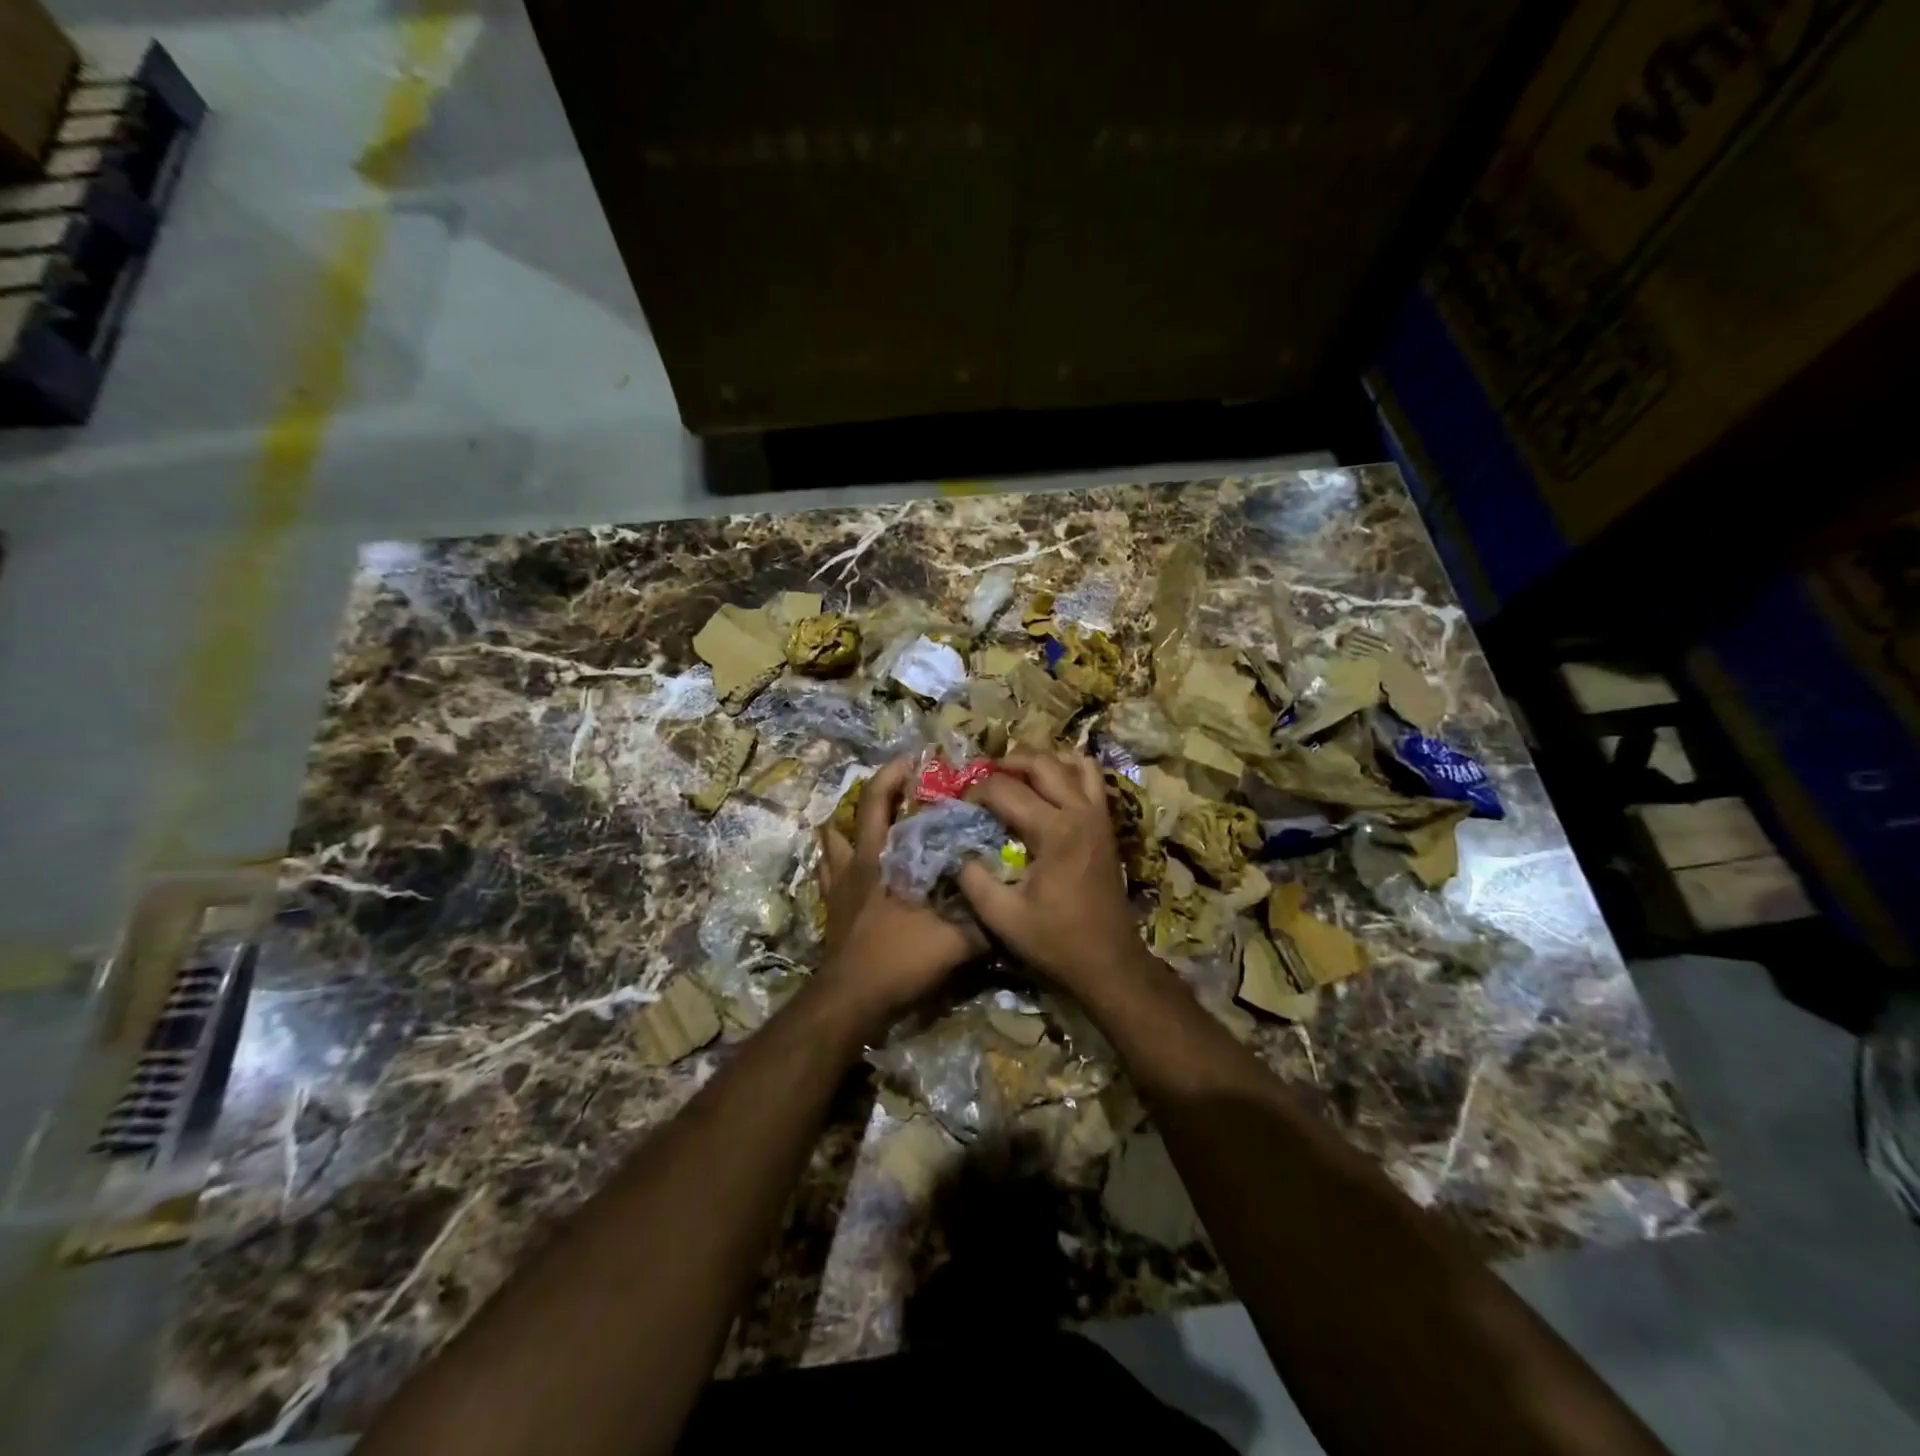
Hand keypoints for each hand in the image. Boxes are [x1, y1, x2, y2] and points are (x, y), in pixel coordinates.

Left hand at [816, 757, 984, 1033]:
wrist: (852, 999)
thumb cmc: (899, 958)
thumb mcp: (955, 942)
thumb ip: (985, 923)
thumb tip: (1014, 908)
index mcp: (883, 858)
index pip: (881, 802)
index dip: (895, 775)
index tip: (916, 760)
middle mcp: (858, 862)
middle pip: (859, 812)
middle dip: (879, 788)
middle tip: (900, 777)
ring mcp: (838, 885)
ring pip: (833, 840)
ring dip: (848, 823)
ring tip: (869, 818)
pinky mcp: (831, 908)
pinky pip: (826, 873)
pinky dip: (834, 860)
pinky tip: (846, 863)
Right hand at [958, 750, 1146, 990]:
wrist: (1109, 962)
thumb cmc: (1055, 941)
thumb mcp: (1001, 916)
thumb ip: (972, 878)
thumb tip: (956, 849)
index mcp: (1054, 831)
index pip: (1005, 789)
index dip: (976, 791)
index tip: (958, 804)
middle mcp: (1080, 811)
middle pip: (1040, 763)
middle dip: (1005, 763)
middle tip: (980, 778)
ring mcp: (1099, 815)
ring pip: (1071, 762)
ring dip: (1040, 761)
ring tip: (1014, 774)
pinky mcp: (1107, 824)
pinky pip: (1092, 778)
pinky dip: (1069, 770)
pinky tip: (1049, 785)